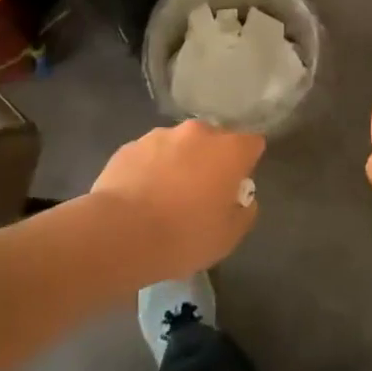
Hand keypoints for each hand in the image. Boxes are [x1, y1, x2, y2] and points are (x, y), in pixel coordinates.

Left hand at [89, 120, 263, 278]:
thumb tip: (242, 199)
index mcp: (229, 150)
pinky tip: (140, 198)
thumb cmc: (183, 236)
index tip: (235, 186)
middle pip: (214, 140)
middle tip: (200, 193)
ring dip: (179, 162)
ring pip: (179, 145)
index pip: (252, 144)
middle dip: (211, 160)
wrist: (119, 234)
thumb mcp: (228, 237)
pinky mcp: (130, 146)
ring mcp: (160, 135)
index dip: (246, 163)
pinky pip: (149, 155)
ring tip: (165, 197)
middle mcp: (198, 133)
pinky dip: (150, 169)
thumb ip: (243, 212)